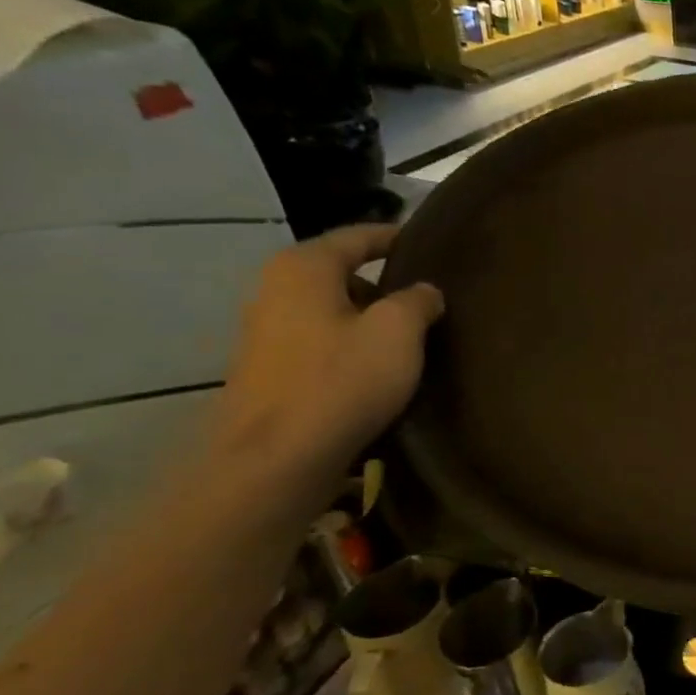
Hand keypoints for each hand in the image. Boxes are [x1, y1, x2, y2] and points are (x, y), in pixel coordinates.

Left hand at [213, 225, 443, 481]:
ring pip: (331, 310)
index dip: (395, 237)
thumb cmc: (342, 380)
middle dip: (384, 282)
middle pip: (341, 273)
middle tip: (429, 296)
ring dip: (369, 318)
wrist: (277, 458)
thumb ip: (417, 300)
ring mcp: (266, 332)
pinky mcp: (270, 371)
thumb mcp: (398, 331)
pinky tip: (380, 368)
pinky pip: (321, 342)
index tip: (429, 242)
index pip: (357, 236)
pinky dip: (351, 345)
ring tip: (412, 335)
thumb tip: (424, 291)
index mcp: (303, 268)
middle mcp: (275, 290)